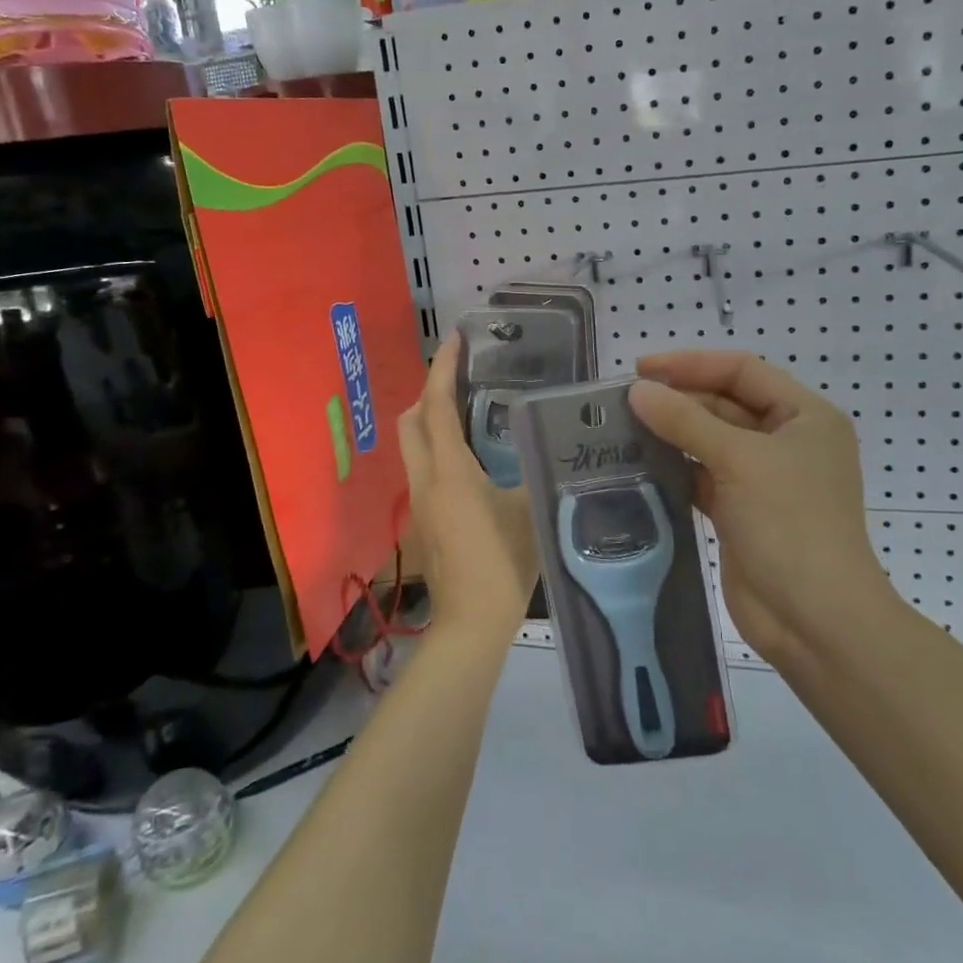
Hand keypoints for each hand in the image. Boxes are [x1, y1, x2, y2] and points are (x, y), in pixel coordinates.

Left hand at [398, 336, 537, 639]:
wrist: (471, 624)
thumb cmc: (503, 564)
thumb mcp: (530, 510)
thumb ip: (537, 473)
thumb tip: (551, 447)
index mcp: (449, 470)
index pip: (437, 405)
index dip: (443, 368)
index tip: (455, 338)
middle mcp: (425, 479)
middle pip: (412, 421)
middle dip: (430, 391)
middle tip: (463, 378)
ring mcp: (419, 503)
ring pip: (414, 446)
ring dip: (432, 420)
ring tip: (470, 411)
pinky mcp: (423, 522)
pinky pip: (424, 468)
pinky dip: (439, 449)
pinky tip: (472, 459)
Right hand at [628, 349, 893, 668]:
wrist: (815, 620)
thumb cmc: (790, 524)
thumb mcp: (739, 460)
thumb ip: (686, 421)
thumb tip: (637, 391)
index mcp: (804, 416)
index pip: (742, 371)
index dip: (691, 364)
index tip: (641, 369)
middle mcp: (787, 441)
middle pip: (725, 404)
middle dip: (678, 400)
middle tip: (624, 402)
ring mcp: (764, 479)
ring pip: (710, 441)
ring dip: (672, 434)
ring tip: (622, 428)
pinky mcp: (741, 511)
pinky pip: (703, 476)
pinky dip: (675, 468)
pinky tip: (639, 465)